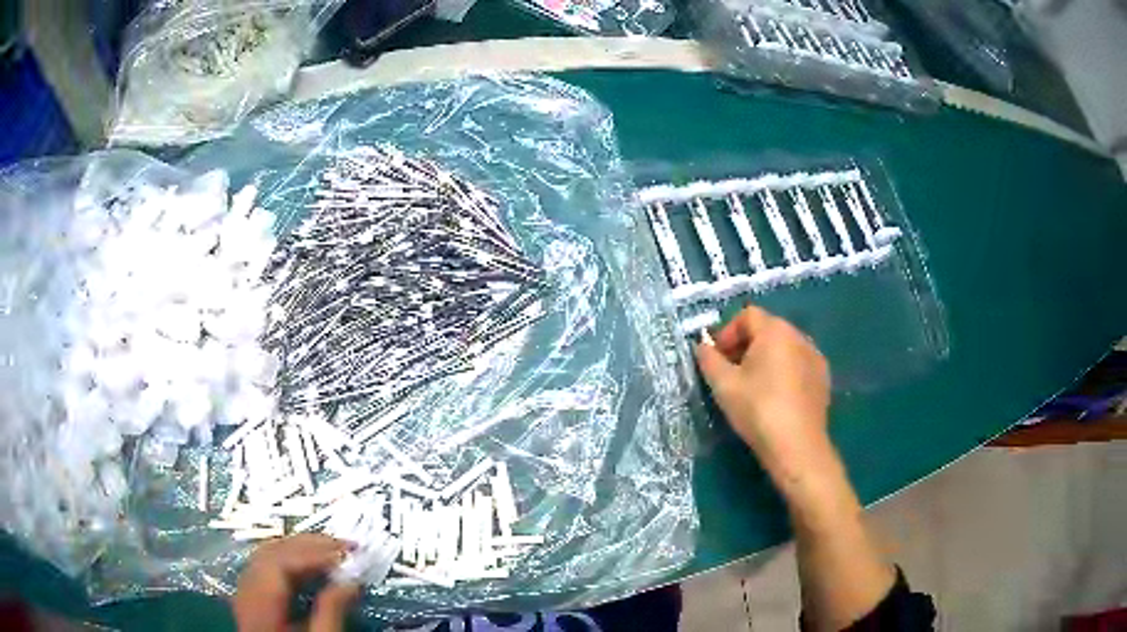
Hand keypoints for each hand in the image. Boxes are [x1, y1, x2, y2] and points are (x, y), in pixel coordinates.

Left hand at [233, 534, 358, 631]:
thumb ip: (332, 612)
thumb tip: (352, 583)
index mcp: (260, 604)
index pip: (281, 563)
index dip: (314, 553)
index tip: (347, 553)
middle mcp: (246, 591)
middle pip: (272, 553)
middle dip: (309, 545)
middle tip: (344, 545)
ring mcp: (245, 592)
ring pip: (267, 555)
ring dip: (299, 548)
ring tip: (331, 550)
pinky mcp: (251, 596)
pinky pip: (266, 565)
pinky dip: (289, 559)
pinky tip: (310, 565)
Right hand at [695, 305, 832, 483]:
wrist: (797, 446)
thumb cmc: (758, 409)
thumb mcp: (723, 385)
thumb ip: (709, 360)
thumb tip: (702, 347)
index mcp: (776, 330)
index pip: (747, 315)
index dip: (727, 332)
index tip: (716, 358)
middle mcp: (799, 337)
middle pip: (767, 330)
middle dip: (745, 346)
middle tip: (729, 373)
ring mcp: (815, 358)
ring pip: (784, 348)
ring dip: (765, 359)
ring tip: (752, 387)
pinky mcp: (823, 379)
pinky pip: (798, 365)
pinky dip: (783, 372)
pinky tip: (775, 398)